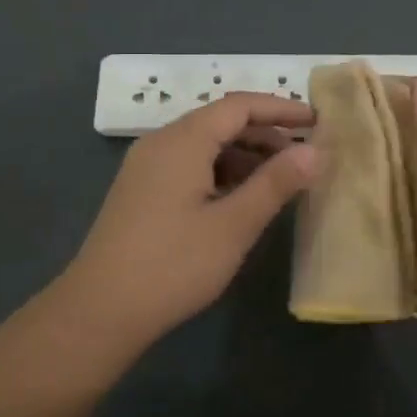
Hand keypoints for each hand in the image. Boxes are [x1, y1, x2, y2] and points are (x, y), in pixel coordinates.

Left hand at [57, 93, 318, 350]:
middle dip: (266, 133)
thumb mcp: (233, 225)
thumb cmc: (172, 265)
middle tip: (304, 156)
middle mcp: (162, 141)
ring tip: (280, 180)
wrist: (99, 311)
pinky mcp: (142, 190)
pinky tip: (241, 198)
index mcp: (183, 139)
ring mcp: (147, 166)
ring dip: (244, 154)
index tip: (317, 121)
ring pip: (205, 144)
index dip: (281, 108)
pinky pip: (189, 164)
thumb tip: (314, 150)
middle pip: (221, 121)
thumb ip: (275, 183)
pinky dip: (221, 171)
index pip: (240, 105)